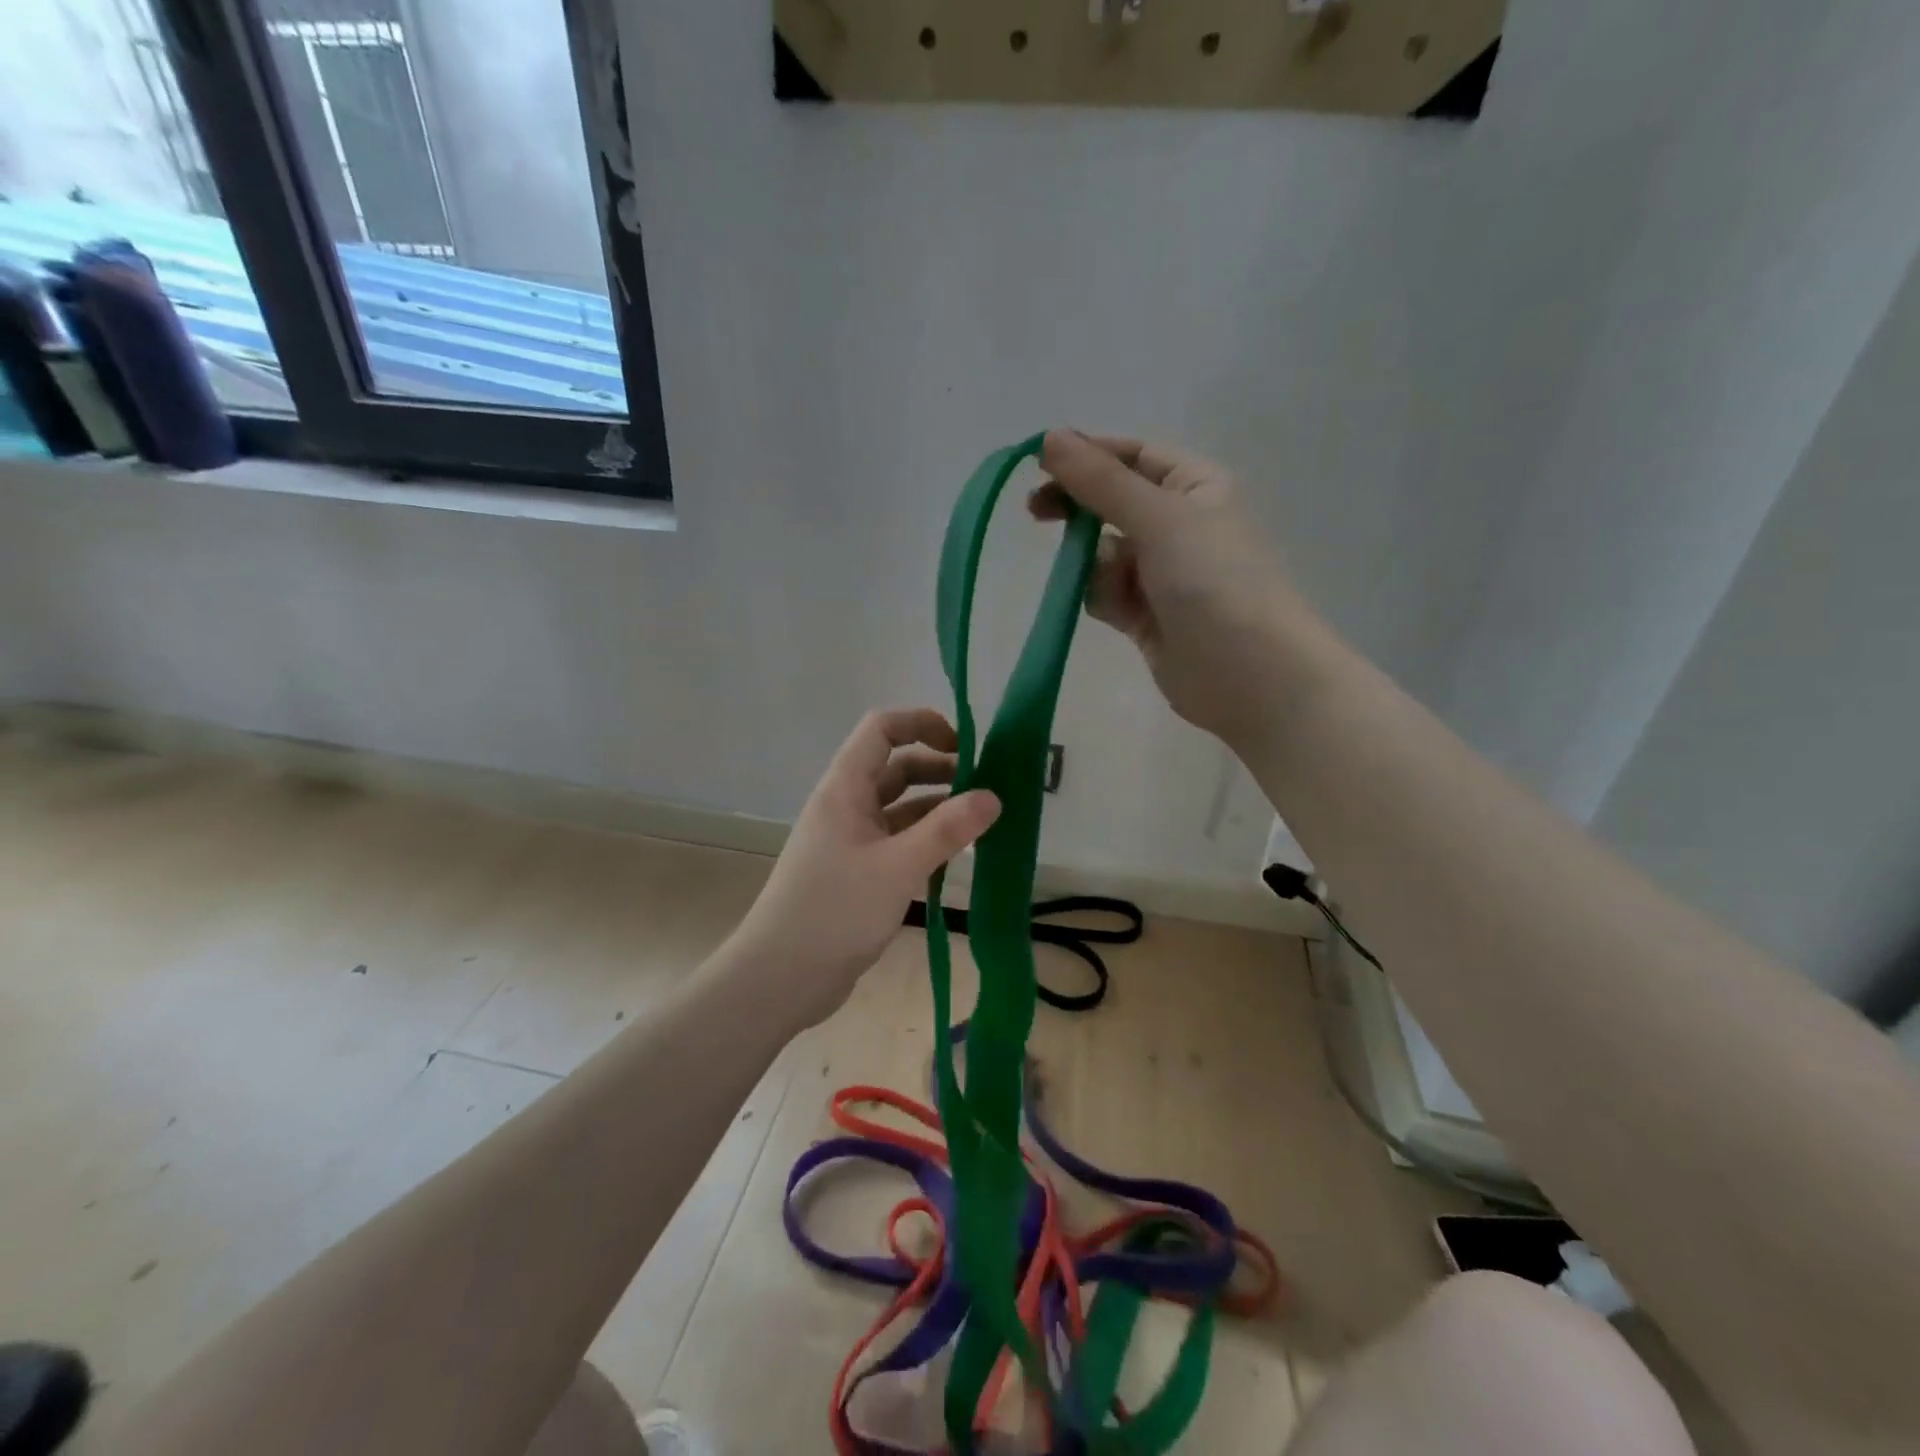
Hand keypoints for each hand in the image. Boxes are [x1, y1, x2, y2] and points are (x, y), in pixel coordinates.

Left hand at [727, 708, 999, 1027]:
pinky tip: (955, 859)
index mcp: (845, 788)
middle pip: (896, 768)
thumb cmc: (835, 911)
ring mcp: (850, 841)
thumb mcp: (898, 867)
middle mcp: (846, 806)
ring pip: (900, 808)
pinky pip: (897, 842)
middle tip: (985, 789)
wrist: (780, 978)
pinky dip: (926, 842)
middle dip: (940, 769)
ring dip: (937, 809)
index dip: (922, 724)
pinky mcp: (857, 873)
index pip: (882, 729)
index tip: (965, 746)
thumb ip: (947, 830)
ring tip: (980, 823)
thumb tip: (993, 796)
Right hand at [1031, 431, 1321, 746]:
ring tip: (1112, 586)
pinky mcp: (1145, 615)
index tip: (1038, 464)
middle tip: (1035, 513)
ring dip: (1093, 564)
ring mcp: (1160, 572)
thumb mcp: (1159, 518)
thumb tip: (1049, 438)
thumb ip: (1101, 481)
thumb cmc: (1214, 582)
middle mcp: (1177, 524)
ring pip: (1102, 552)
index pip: (1131, 456)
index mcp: (1194, 487)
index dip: (1086, 455)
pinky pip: (1106, 592)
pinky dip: (1102, 597)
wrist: (1250, 674)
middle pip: (1110, 502)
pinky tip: (1119, 614)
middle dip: (1078, 509)